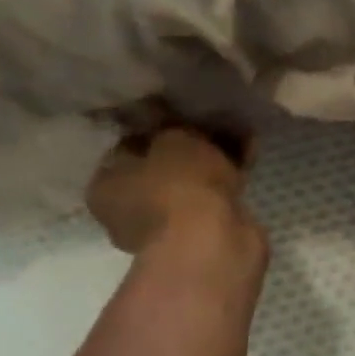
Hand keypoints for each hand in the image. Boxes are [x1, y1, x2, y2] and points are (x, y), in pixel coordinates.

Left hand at [87, 125, 267, 278]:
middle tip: (213, 123)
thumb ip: (172, 125)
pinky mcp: (202, 235)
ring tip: (239, 133)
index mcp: (105, 186)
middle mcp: (129, 210)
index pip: (129, 147)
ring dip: (212, 160)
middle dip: (189, 146)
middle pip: (162, 166)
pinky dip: (229, 177)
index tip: (181, 113)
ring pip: (191, 182)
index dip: (156, 127)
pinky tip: (249, 153)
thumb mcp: (172, 138)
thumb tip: (173, 117)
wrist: (210, 242)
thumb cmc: (176, 185)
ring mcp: (167, 226)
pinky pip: (215, 196)